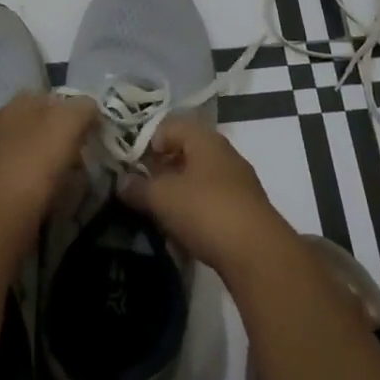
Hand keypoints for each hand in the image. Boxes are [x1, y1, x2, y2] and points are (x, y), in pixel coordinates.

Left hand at [0, 92, 98, 233]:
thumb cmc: (35, 161)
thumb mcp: (68, 122)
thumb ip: (83, 108)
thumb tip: (90, 109)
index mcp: (17, 103)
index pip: (51, 97)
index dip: (74, 109)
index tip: (92, 129)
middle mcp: (2, 124)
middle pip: (42, 125)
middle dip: (64, 138)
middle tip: (85, 155)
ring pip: (34, 153)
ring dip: (53, 164)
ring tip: (73, 180)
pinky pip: (26, 180)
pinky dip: (41, 186)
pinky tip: (52, 198)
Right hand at [118, 117, 296, 279]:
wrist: (257, 253)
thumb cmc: (206, 211)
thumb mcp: (163, 198)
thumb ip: (139, 188)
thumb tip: (121, 182)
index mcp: (205, 139)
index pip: (171, 126)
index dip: (149, 142)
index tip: (133, 165)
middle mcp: (224, 153)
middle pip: (186, 152)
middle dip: (163, 169)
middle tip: (142, 189)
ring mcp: (238, 182)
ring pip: (200, 178)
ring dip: (179, 192)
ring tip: (160, 213)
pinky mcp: (246, 210)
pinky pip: (213, 201)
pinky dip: (196, 210)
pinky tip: (184, 231)